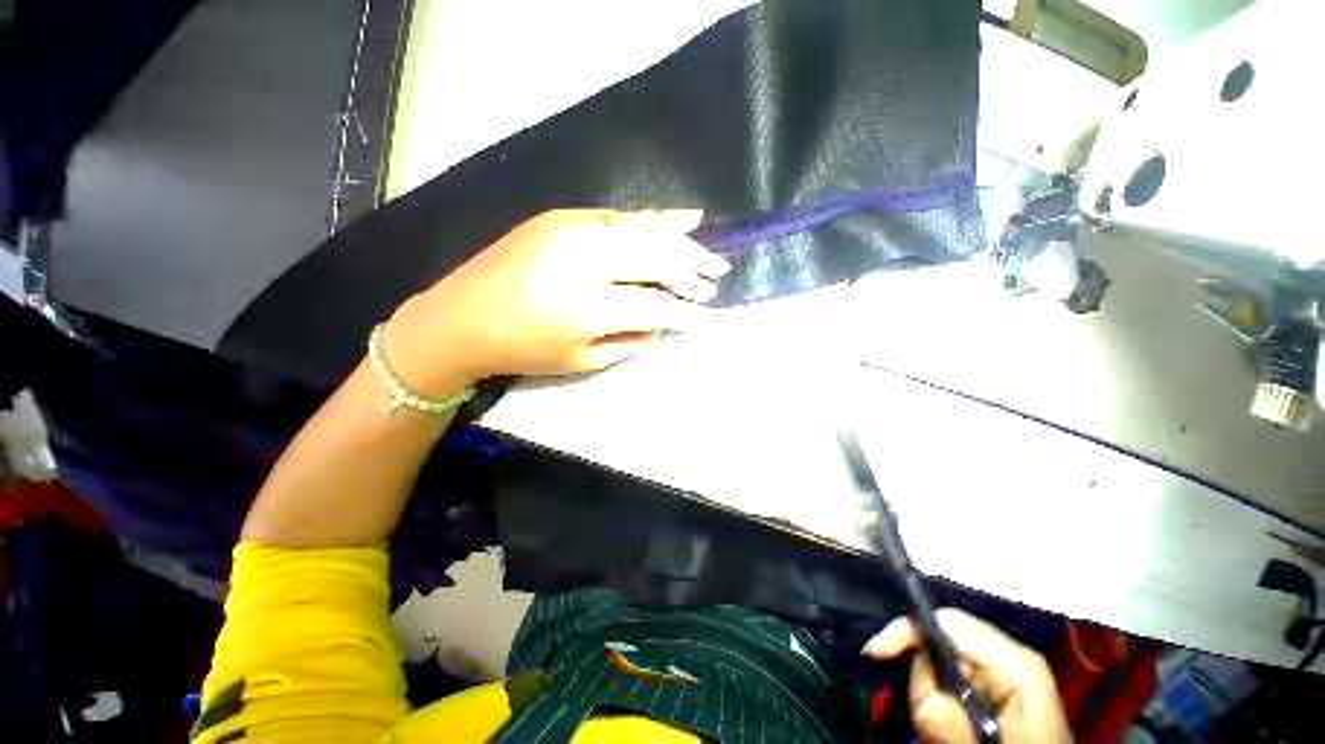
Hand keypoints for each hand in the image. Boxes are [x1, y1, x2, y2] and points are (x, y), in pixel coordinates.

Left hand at [384, 209, 728, 393]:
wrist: (461, 318)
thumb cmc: (524, 349)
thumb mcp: (582, 360)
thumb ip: (631, 341)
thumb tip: (664, 323)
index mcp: (589, 305)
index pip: (656, 304)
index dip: (685, 312)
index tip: (708, 318)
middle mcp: (587, 259)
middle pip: (657, 259)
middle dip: (692, 272)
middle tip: (715, 281)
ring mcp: (575, 230)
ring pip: (646, 231)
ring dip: (684, 244)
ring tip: (710, 257)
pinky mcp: (565, 217)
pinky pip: (622, 215)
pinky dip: (657, 218)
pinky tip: (686, 218)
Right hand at [864, 609, 1071, 743]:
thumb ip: (953, 723)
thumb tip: (919, 692)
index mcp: (1016, 662)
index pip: (949, 621)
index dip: (907, 629)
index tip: (873, 652)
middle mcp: (1007, 657)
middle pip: (942, 641)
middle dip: (921, 675)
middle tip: (921, 717)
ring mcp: (1002, 672)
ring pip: (941, 662)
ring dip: (929, 694)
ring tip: (941, 732)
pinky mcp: (995, 688)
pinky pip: (951, 680)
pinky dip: (939, 701)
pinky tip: (949, 727)